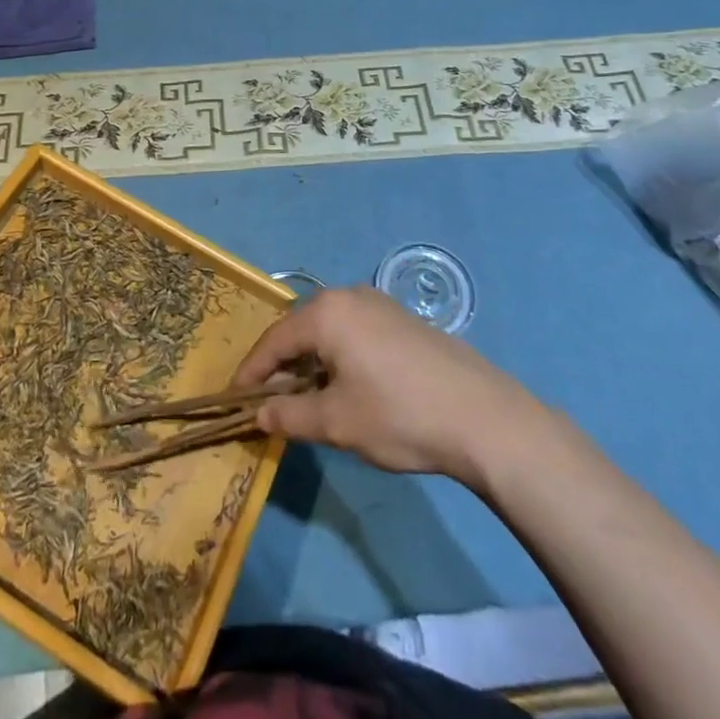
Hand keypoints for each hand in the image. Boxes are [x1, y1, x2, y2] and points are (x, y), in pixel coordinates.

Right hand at [235, 287, 542, 482]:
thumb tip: (258, 415)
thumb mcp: (336, 422)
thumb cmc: (399, 416)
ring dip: (311, 361)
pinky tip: (347, 385)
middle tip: (270, 401)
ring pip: (328, 330)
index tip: (236, 399)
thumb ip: (290, 416)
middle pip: (300, 330)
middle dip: (282, 365)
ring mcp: (379, 303)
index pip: (274, 340)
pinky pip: (354, 331)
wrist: (483, 417)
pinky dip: (338, 355)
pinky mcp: (402, 319)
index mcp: (326, 313)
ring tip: (306, 397)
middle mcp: (348, 296)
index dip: (252, 371)